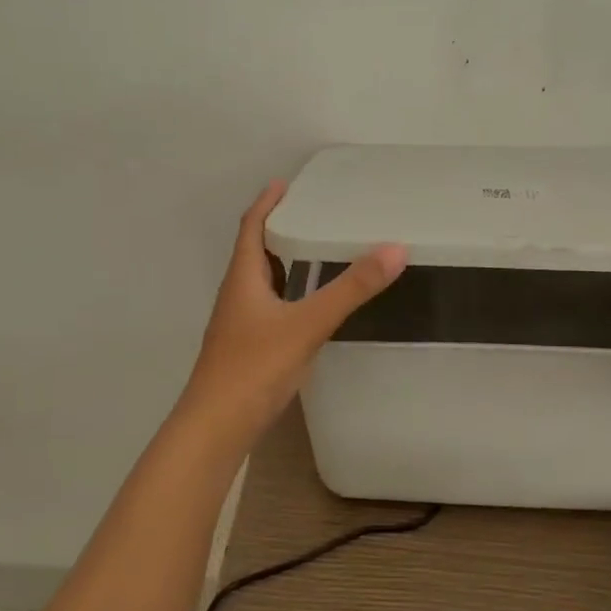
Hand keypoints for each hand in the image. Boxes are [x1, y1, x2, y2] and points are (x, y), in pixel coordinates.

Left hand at [181, 181, 406, 439]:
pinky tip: (310, 306)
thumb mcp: (307, 324)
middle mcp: (237, 296)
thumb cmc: (254, 368)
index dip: (266, 203)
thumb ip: (350, 289)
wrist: (216, 428)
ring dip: (284, 262)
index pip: (251, 227)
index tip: (285, 183)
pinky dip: (289, 294)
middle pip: (255, 252)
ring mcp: (240, 324)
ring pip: (262, 282)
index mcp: (242, 279)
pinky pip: (270, 307)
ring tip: (317, 251)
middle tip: (313, 214)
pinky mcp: (247, 348)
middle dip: (279, 229)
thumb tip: (394, 249)